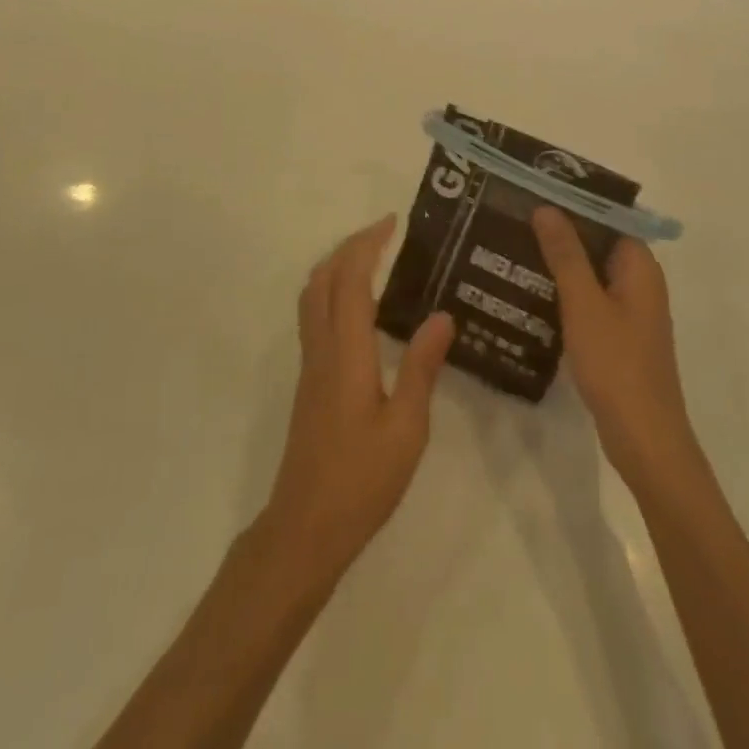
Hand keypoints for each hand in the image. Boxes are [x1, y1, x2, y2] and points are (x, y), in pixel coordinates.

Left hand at [261, 216, 454, 584]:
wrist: (306, 525)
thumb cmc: (362, 479)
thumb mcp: (407, 428)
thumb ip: (422, 368)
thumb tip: (442, 315)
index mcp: (347, 351)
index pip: (352, 279)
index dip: (369, 245)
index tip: (392, 222)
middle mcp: (322, 347)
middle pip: (324, 277)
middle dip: (351, 246)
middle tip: (384, 233)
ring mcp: (310, 363)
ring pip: (313, 294)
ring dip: (337, 265)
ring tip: (371, 258)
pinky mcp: (309, 379)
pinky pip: (314, 315)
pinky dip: (332, 290)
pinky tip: (358, 307)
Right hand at [532, 207, 703, 493]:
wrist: (644, 440)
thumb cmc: (616, 364)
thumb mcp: (584, 304)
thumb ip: (565, 254)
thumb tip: (546, 208)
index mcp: (640, 267)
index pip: (607, 219)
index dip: (573, 204)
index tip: (534, 194)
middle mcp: (639, 283)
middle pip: (598, 244)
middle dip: (561, 233)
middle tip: (515, 220)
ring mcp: (630, 312)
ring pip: (591, 273)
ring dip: (560, 263)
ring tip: (513, 250)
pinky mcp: (618, 337)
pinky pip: (590, 300)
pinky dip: (565, 293)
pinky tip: (531, 293)